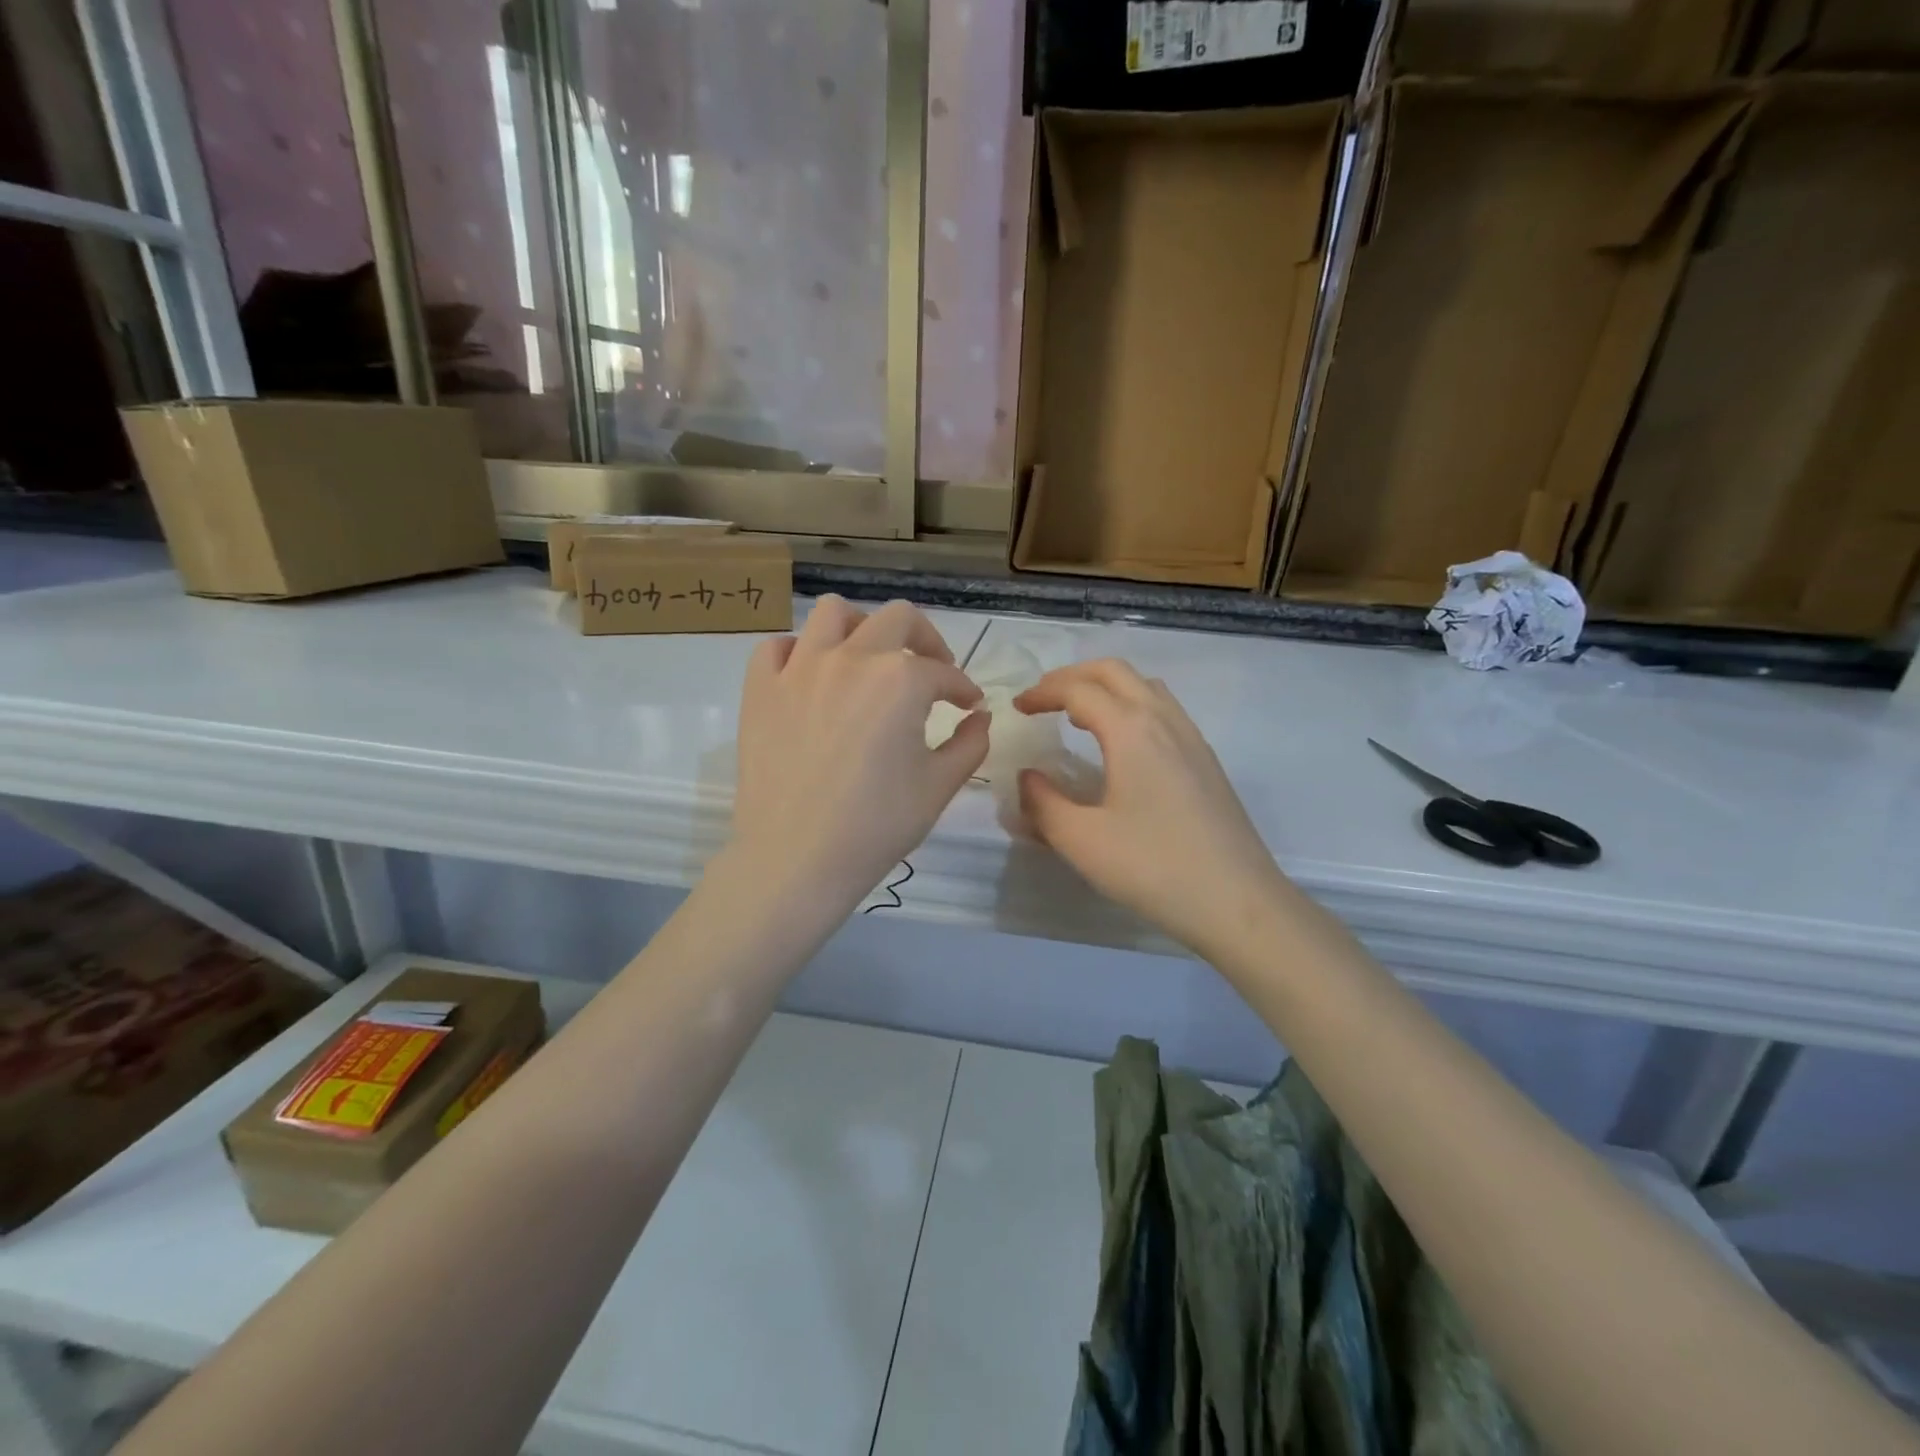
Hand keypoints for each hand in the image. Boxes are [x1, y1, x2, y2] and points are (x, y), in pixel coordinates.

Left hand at [732, 597, 988, 912]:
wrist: (796, 859)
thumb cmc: (877, 825)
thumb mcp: (940, 785)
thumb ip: (970, 743)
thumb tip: (979, 716)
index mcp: (900, 679)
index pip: (943, 672)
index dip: (962, 688)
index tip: (967, 706)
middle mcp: (851, 657)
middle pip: (897, 619)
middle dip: (924, 640)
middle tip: (931, 671)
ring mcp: (799, 668)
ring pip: (833, 613)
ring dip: (861, 628)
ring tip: (868, 658)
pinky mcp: (760, 688)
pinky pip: (778, 647)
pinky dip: (800, 653)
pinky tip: (813, 679)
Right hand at [1014, 659, 1287, 959]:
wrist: (1238, 902)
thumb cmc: (1154, 867)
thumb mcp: (1081, 840)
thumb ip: (1043, 804)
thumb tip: (1028, 778)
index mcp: (1132, 730)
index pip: (1079, 690)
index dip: (1043, 692)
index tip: (1018, 708)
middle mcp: (1165, 721)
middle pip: (1116, 672)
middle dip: (1074, 676)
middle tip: (1044, 698)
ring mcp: (1192, 740)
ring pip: (1146, 687)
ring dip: (1107, 688)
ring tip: (1079, 716)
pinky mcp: (1207, 762)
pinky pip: (1164, 711)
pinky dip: (1132, 708)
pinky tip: (1122, 747)